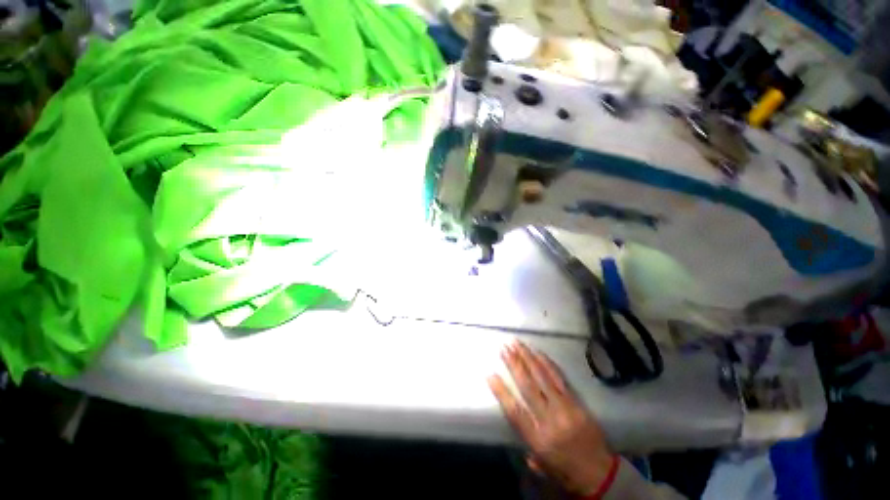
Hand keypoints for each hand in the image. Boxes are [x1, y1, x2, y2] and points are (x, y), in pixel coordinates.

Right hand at [488, 341, 615, 495]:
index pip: (515, 412)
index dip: (501, 391)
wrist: (602, 475)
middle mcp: (550, 421)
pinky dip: (547, 364)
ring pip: (543, 378)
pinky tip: (538, 353)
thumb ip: (525, 443)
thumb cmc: (566, 472)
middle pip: (528, 388)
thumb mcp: (541, 466)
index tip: (490, 374)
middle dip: (514, 365)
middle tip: (504, 348)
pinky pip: (560, 379)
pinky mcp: (577, 403)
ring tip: (518, 344)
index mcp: (538, 440)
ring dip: (528, 358)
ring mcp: (565, 409)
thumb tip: (515, 422)